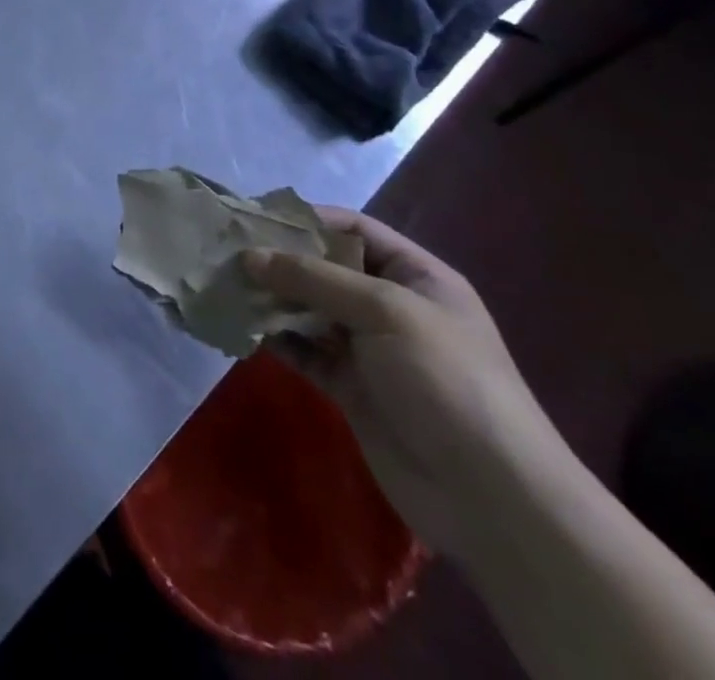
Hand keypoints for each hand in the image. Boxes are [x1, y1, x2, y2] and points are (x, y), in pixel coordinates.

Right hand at [241, 208, 566, 557]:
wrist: (491, 498)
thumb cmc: (447, 381)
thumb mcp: (385, 311)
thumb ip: (314, 279)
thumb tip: (250, 256)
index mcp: (415, 277)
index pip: (352, 230)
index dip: (305, 219)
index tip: (252, 216)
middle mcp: (389, 306)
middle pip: (324, 268)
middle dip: (278, 258)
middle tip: (225, 250)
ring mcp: (368, 348)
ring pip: (307, 308)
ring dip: (269, 297)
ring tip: (223, 284)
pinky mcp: (348, 386)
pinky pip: (302, 349)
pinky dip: (273, 337)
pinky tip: (240, 326)